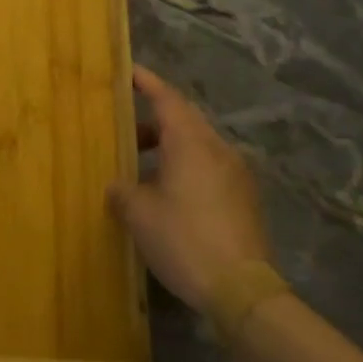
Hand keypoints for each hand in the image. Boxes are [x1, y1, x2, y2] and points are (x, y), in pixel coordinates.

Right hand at [108, 66, 273, 312]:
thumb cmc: (184, 240)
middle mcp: (217, 148)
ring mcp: (236, 173)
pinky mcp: (245, 197)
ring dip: (170, 147)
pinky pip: (210, 167)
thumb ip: (123, 191)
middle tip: (125, 127)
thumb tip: (117, 185)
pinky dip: (186, 166)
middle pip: (184, 119)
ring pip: (198, 144)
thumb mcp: (140, 215)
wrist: (242, 290)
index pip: (166, 98)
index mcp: (191, 142)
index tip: (128, 71)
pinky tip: (169, 192)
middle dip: (154, 119)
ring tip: (142, 165)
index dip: (146, 82)